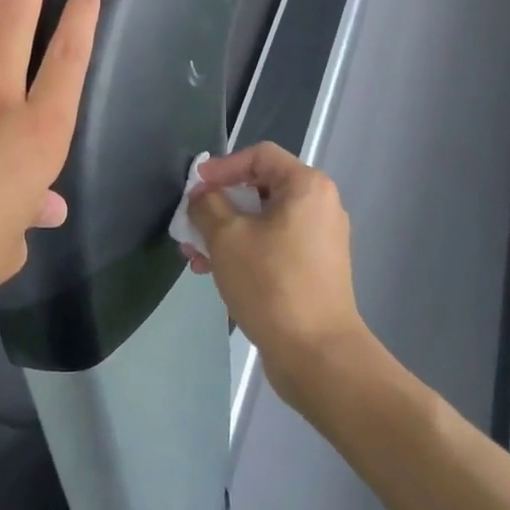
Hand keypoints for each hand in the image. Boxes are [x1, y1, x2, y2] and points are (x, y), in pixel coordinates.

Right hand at [185, 143, 374, 408]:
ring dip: (224, 233)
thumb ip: (207, 204)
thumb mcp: (226, 236)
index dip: (222, 166)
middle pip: (258, 189)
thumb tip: (202, 196)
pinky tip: (216, 274)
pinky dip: (244, 251)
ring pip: (262, 221)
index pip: (259, 155)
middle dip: (217, 206)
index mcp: (306, 187)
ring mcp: (319, 240)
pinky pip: (272, 245)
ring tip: (196, 259)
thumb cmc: (270, 283)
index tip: (195, 188)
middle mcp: (319, 206)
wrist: (317, 354)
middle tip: (190, 227)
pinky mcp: (314, 269)